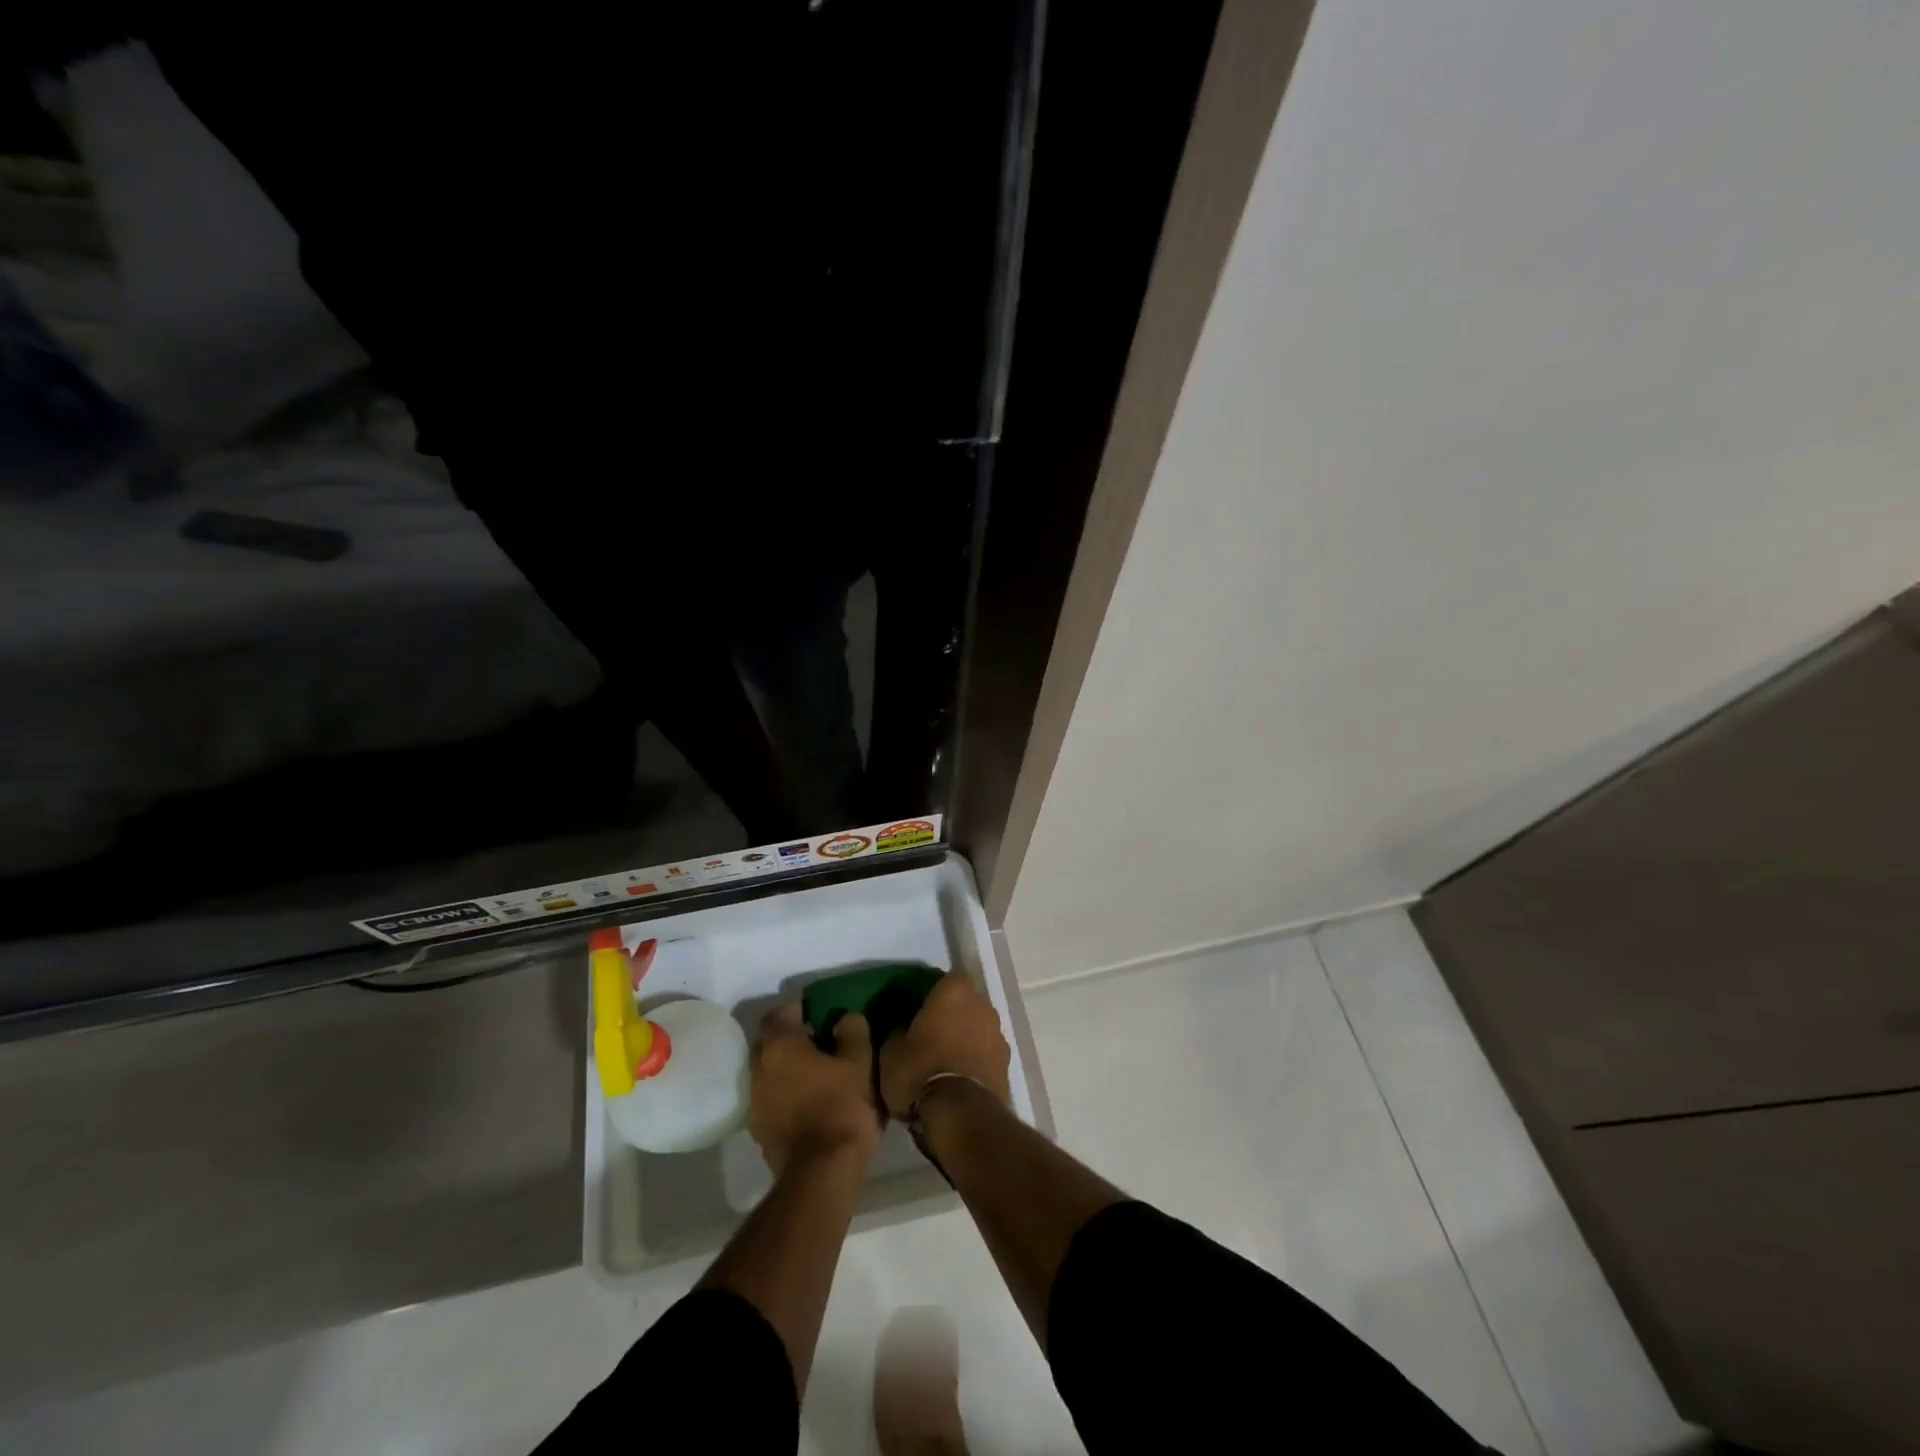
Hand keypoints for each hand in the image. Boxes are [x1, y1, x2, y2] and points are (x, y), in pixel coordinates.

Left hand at [749, 1003, 881, 1175]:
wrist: (821, 1172)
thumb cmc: (841, 1106)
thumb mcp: (859, 1062)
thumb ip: (852, 1031)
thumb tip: (844, 1018)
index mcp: (779, 1046)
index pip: (781, 1012)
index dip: (800, 1007)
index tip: (819, 1009)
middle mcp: (759, 1069)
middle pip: (771, 1042)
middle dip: (791, 1037)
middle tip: (819, 1039)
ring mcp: (755, 1102)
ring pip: (770, 1071)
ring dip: (788, 1067)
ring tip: (817, 1071)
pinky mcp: (760, 1130)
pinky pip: (772, 1097)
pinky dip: (787, 1092)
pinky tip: (810, 1099)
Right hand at [879, 973, 1011, 1119]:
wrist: (960, 1115)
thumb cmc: (920, 1071)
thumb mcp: (891, 1052)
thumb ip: (896, 1031)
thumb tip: (900, 1027)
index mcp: (954, 992)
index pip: (948, 978)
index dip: (935, 991)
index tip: (920, 1007)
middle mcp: (982, 1005)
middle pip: (967, 1002)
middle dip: (953, 1014)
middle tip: (932, 1032)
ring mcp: (998, 1034)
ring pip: (979, 1027)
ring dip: (967, 1036)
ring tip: (946, 1058)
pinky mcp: (1007, 1063)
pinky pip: (987, 1052)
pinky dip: (977, 1059)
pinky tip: (960, 1076)